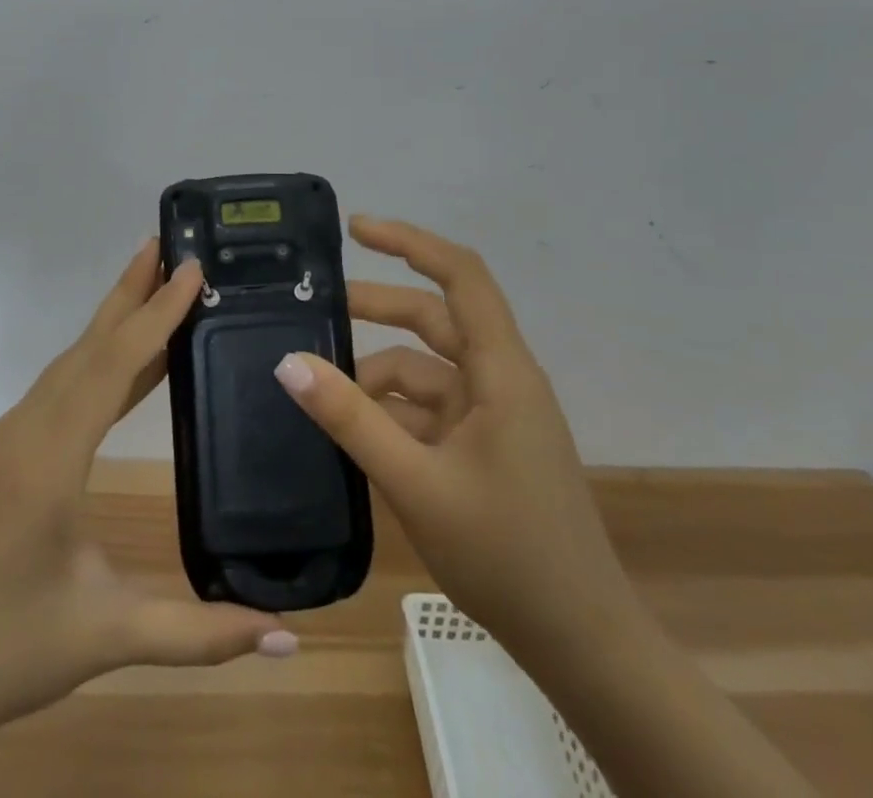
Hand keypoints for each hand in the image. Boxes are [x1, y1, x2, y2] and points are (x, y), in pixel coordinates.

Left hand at [0, 239, 292, 729]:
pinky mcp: (3, 452)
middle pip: (87, 346)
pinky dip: (98, 363)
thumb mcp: (108, 634)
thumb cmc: (8, 651)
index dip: (156, 313)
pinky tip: (129, 368)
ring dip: (114, 323)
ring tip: (157, 289)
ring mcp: (7, 437)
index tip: (191, 268)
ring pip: (70, 364)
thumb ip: (201, 632)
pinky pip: (59, 390)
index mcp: (48, 458)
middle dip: (130, 293)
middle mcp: (24, 429)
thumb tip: (289, 635)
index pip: (112, 365)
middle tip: (169, 246)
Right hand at [274, 216, 632, 664]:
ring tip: (320, 391)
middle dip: (375, 309)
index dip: (410, 241)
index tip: (356, 229)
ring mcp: (495, 415)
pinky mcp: (487, 446)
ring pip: (426, 369)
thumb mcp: (416, 483)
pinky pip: (431, 409)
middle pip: (434, 319)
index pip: (460, 276)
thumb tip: (290, 363)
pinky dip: (392, 412)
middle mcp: (501, 379)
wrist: (582, 645)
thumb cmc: (507, 554)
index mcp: (501, 370)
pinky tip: (353, 433)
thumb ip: (351, 419)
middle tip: (316, 308)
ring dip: (376, 375)